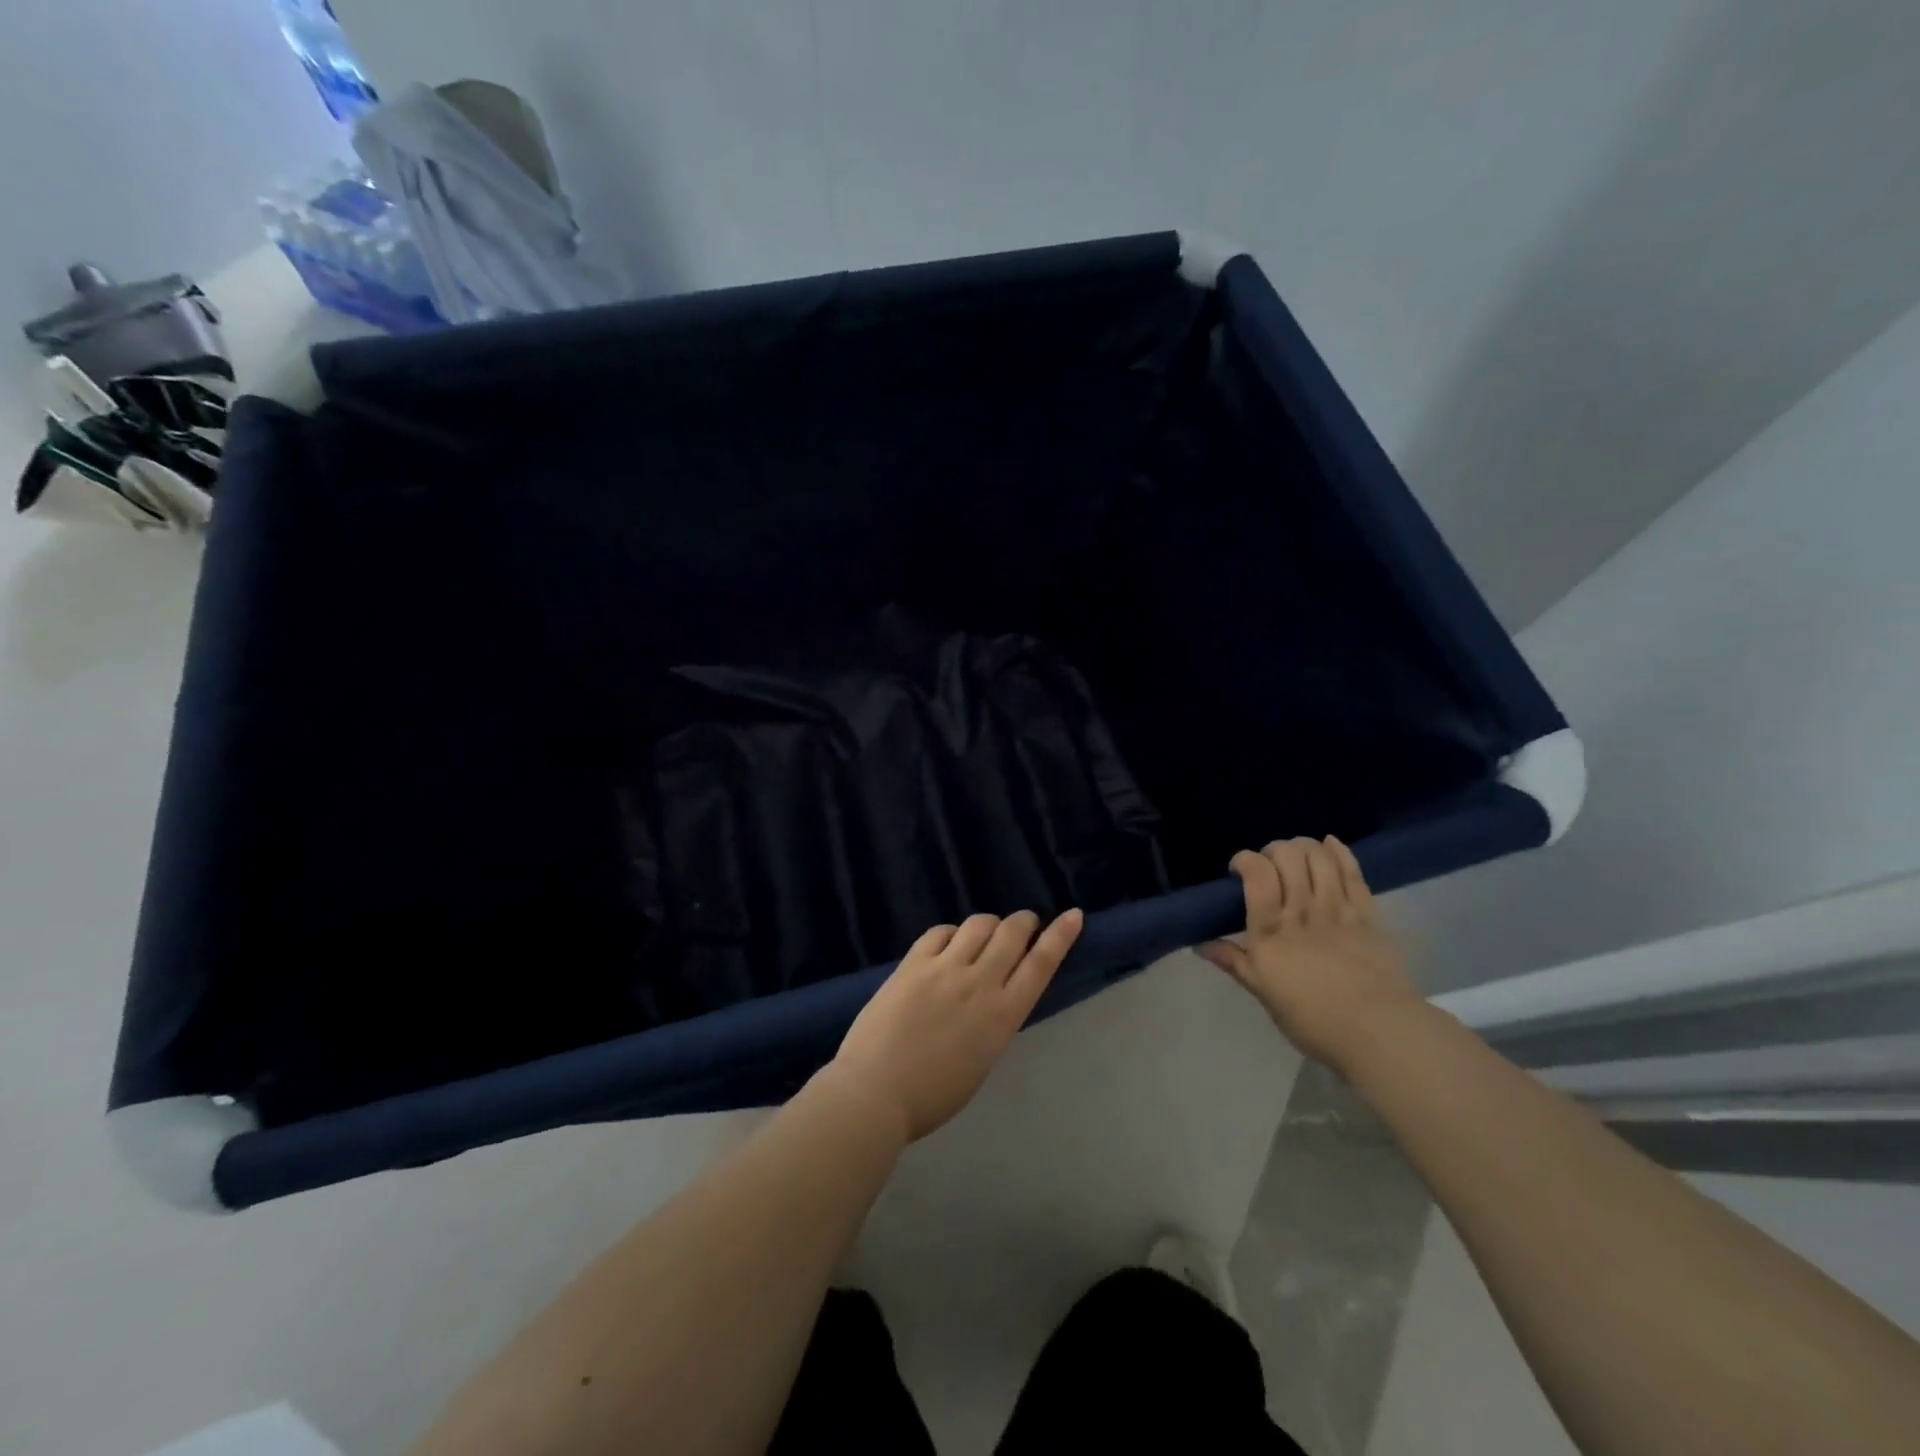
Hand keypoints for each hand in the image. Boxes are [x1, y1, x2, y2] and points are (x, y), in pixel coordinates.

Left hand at [825, 909, 1083, 1142]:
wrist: (876, 1092)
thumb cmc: (932, 1096)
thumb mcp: (981, 1060)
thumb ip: (992, 1023)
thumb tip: (992, 998)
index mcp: (1003, 1015)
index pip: (1041, 964)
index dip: (1060, 936)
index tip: (1073, 915)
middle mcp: (980, 983)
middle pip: (1012, 933)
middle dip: (1024, 922)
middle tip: (1025, 923)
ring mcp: (944, 968)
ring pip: (978, 924)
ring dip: (989, 924)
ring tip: (986, 932)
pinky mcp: (913, 963)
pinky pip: (939, 932)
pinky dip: (951, 932)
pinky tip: (948, 942)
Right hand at [1199, 838, 1418, 1070]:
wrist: (1380, 1033)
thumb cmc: (1313, 1020)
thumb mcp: (1264, 993)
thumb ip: (1235, 962)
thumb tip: (1200, 945)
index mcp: (1271, 931)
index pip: (1257, 875)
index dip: (1245, 860)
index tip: (1238, 870)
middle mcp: (1302, 911)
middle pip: (1288, 857)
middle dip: (1273, 849)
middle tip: (1269, 865)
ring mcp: (1338, 910)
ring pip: (1320, 858)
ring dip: (1304, 846)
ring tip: (1296, 854)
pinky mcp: (1367, 915)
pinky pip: (1353, 873)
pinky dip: (1339, 852)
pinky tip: (1330, 843)